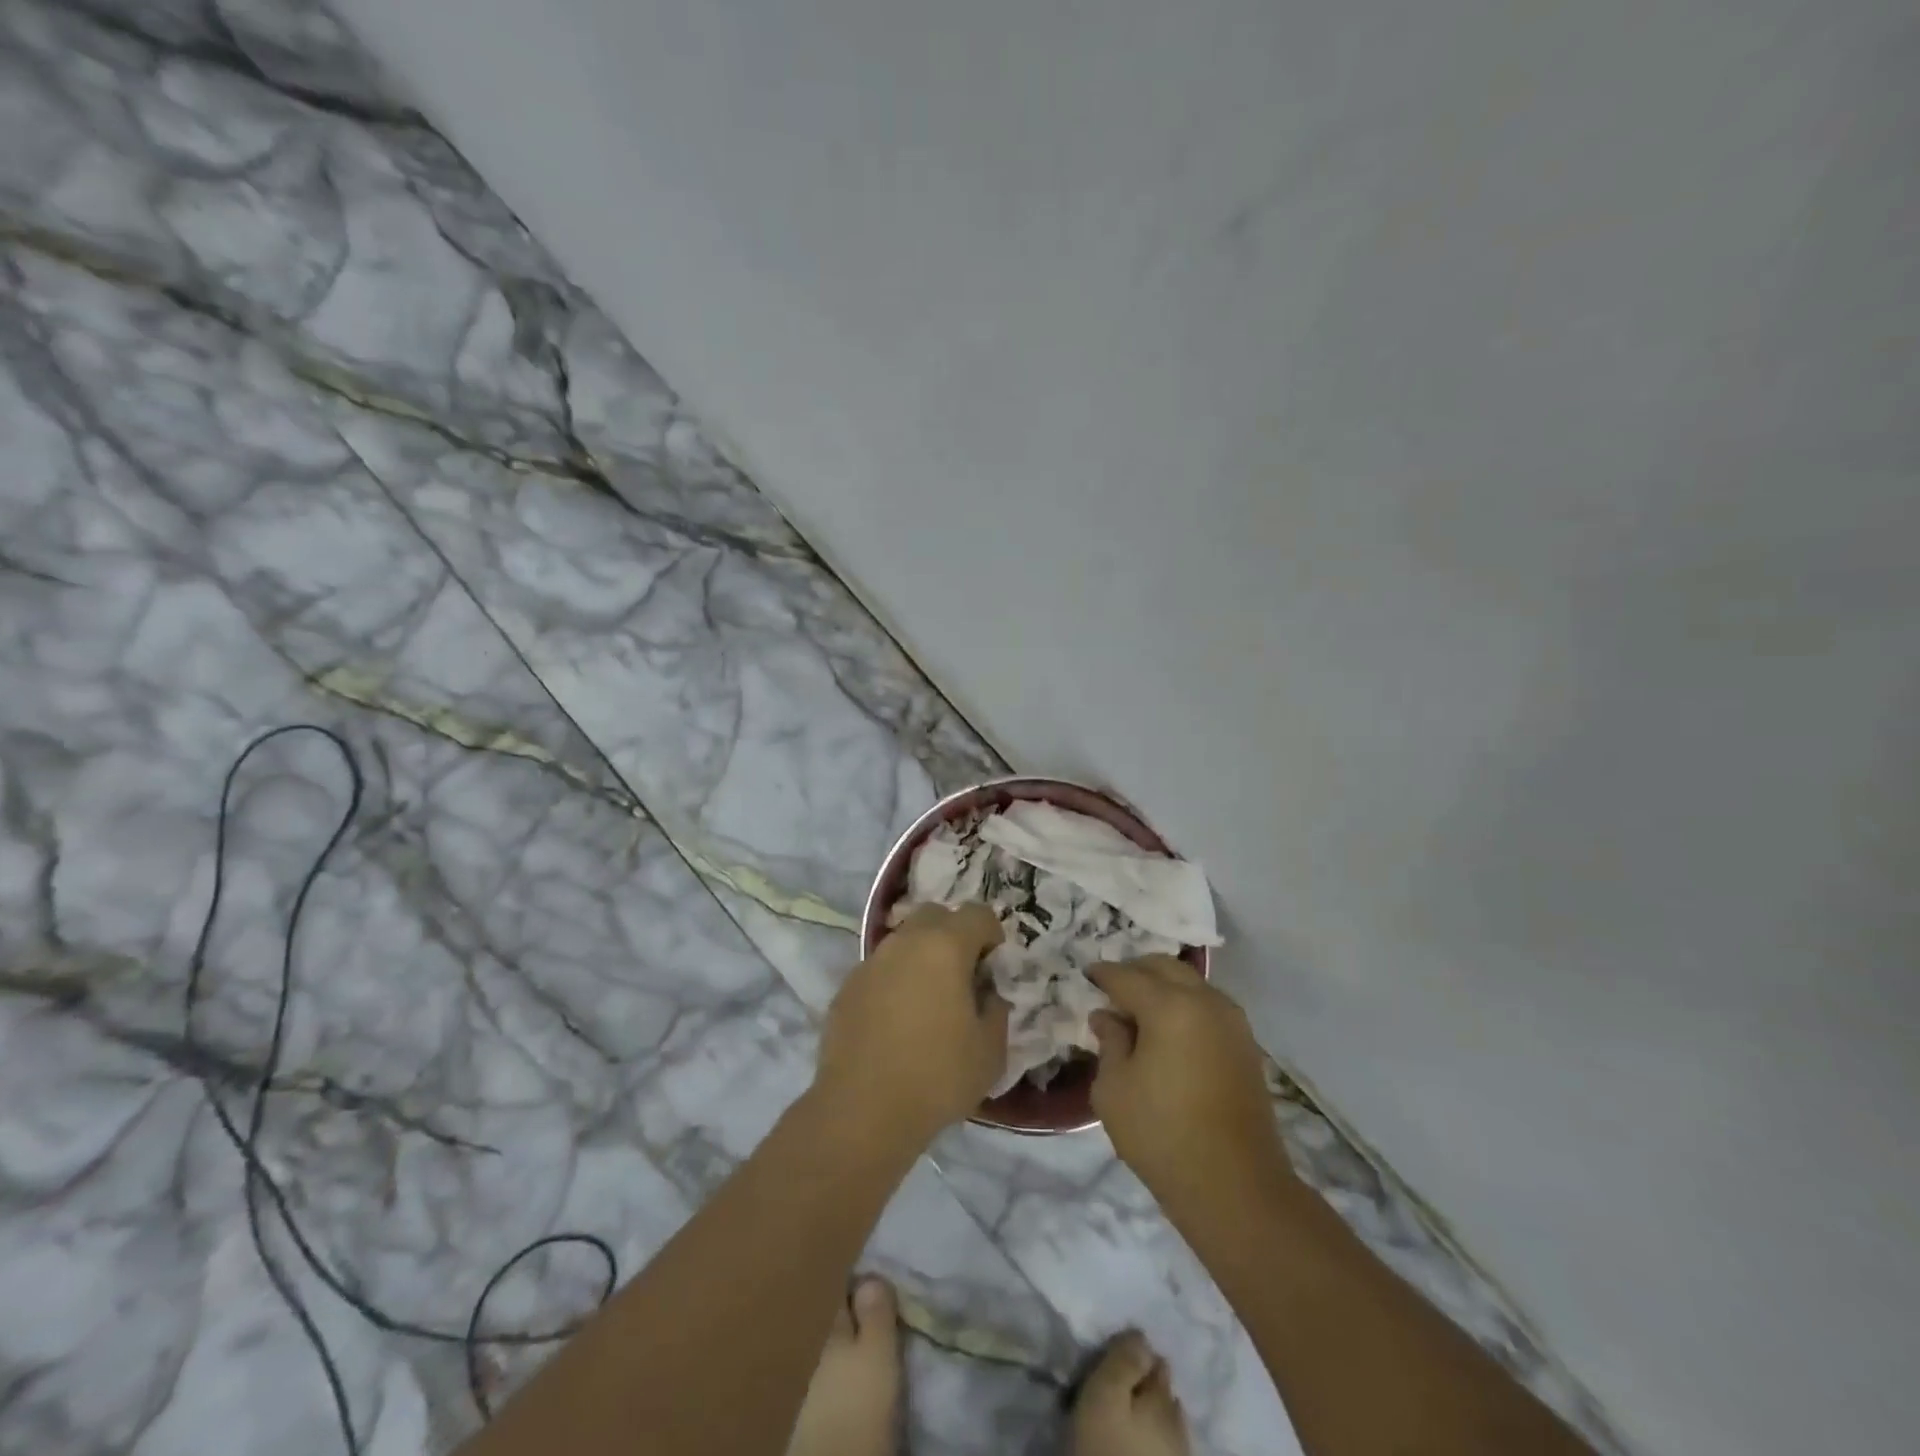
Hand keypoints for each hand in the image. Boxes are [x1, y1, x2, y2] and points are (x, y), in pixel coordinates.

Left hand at [814, 903, 1008, 1148]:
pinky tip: (896, 1020)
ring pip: (903, 940)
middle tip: (962, 973)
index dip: (991, 933)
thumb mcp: (990, 1051)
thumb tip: (987, 995)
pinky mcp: (847, 987)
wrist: (862, 1110)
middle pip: (934, 915)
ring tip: (929, 999)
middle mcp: (905, 942)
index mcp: (945, 947)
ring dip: (921, 956)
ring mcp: (871, 962)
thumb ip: (996, 1011)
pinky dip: (894, 980)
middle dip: (953, 933)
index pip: (976, 913)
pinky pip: (880, 969)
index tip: (993, 964)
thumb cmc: (937, 1076)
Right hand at [1088, 956, 1290, 1206]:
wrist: (1236, 1186)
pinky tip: (1168, 1031)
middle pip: (1164, 967)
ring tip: (1139, 1011)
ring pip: (1191, 983)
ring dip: (1163, 986)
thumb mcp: (1114, 1089)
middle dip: (1136, 971)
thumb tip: (1108, 1017)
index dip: (1103, 974)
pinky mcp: (1246, 1045)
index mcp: (1169, 1006)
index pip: (1126, 977)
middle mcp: (1205, 1001)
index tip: (1087, 975)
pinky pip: (1208, 1006)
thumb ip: (1109, 1042)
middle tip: (1112, 989)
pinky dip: (1185, 1005)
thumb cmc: (1162, 1135)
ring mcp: (1232, 1022)